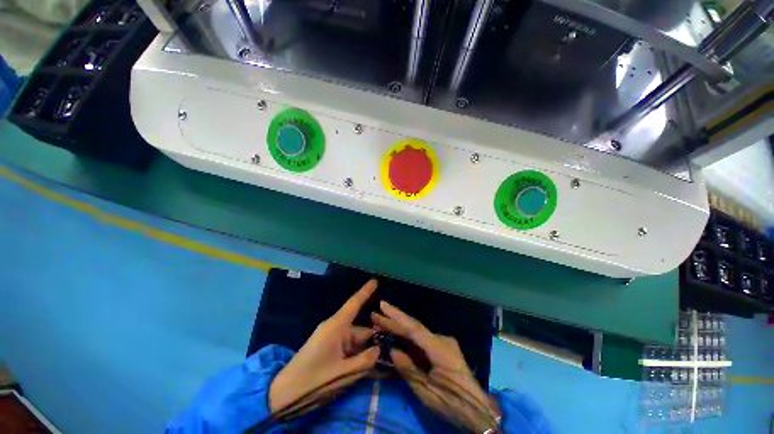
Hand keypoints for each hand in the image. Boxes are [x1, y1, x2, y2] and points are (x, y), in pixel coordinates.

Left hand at [269, 279, 380, 414]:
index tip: (375, 281)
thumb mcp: (343, 374)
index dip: (365, 292)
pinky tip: (371, 367)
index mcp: (336, 327)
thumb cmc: (313, 382)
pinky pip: (349, 349)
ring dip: (368, 350)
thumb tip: (379, 349)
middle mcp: (335, 329)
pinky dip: (359, 356)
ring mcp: (332, 340)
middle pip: (361, 329)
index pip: (354, 304)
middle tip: (394, 346)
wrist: (283, 396)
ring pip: (356, 341)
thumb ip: (365, 361)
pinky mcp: (330, 350)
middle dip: (375, 337)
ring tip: (385, 361)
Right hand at [372, 301, 500, 432]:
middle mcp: (442, 339)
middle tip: (377, 313)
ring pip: (418, 333)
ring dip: (400, 328)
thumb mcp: (427, 393)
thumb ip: (409, 370)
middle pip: (415, 327)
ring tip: (382, 324)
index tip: (382, 306)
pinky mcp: (444, 348)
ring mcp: (444, 343)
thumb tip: (393, 351)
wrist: (479, 410)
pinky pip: (423, 341)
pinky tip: (398, 337)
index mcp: (440, 348)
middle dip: (395, 319)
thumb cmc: (453, 404)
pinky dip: (409, 339)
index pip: (414, 328)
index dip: (396, 316)